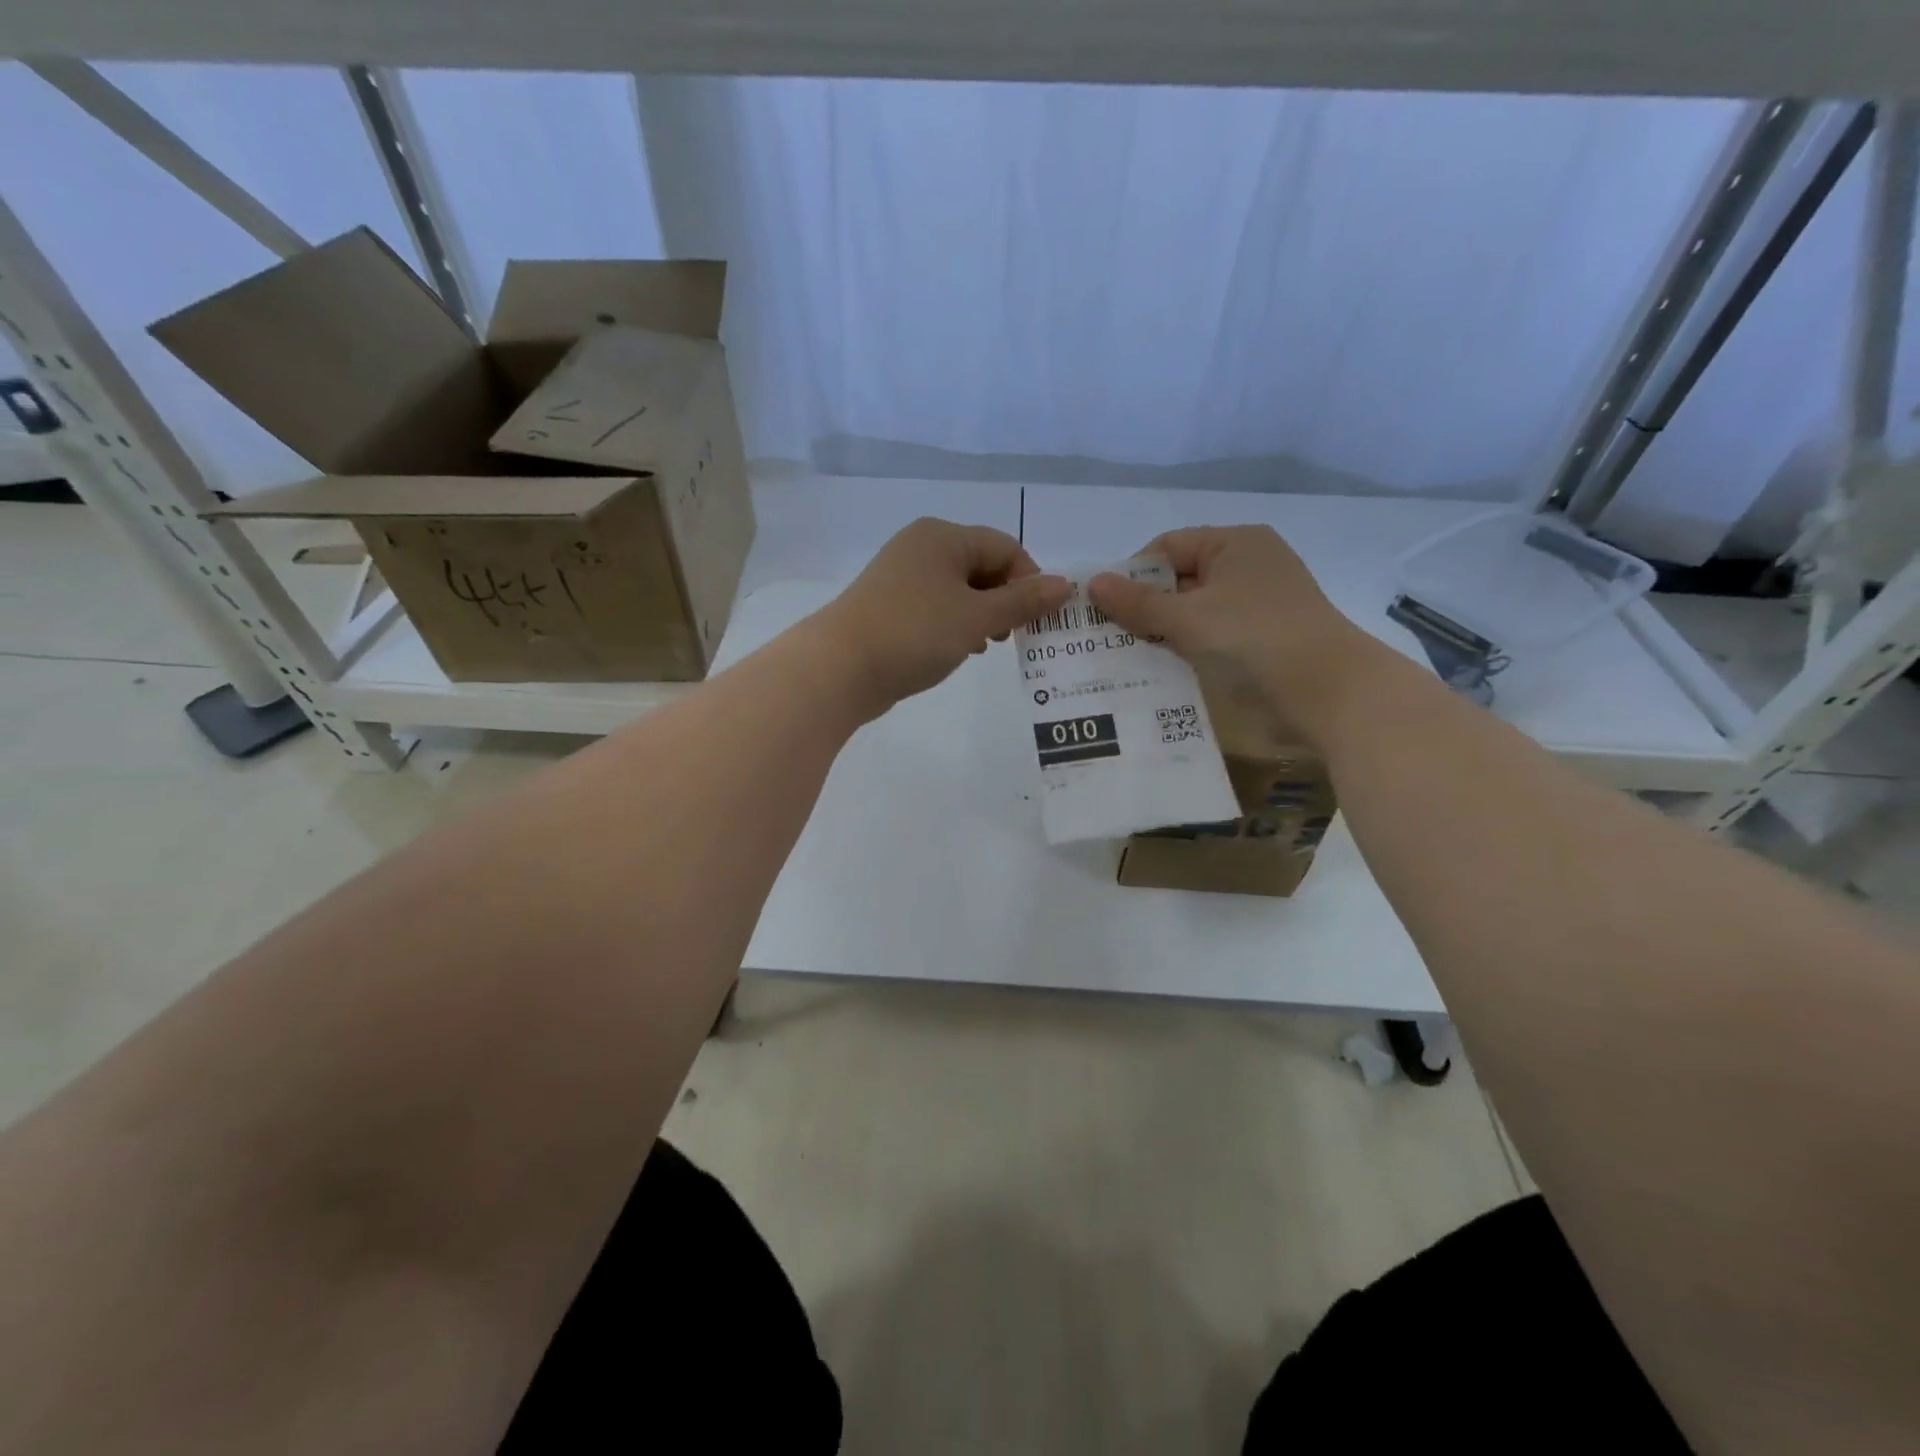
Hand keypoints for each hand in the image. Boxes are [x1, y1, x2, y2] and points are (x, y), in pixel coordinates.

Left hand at [810, 518, 1071, 718]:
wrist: (839, 668)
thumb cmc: (914, 634)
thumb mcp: (977, 618)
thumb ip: (1023, 602)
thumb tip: (1066, 585)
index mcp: (943, 537)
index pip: (1006, 547)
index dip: (1029, 581)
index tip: (1036, 621)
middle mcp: (921, 547)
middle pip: (982, 565)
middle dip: (1005, 600)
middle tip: (1012, 637)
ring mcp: (901, 576)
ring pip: (959, 589)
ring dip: (982, 615)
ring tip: (986, 646)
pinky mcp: (889, 605)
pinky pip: (936, 606)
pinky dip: (955, 624)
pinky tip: (960, 649)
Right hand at [1087, 526, 1381, 739]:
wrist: (1329, 689)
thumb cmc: (1252, 638)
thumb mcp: (1187, 618)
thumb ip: (1138, 603)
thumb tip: (1092, 583)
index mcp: (1233, 542)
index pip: (1167, 546)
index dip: (1132, 574)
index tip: (1105, 608)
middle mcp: (1250, 562)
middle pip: (1181, 576)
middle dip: (1146, 605)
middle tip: (1110, 635)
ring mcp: (1262, 598)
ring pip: (1197, 606)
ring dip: (1166, 628)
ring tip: (1132, 653)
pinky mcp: (1268, 631)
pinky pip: (1216, 628)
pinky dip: (1192, 642)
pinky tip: (1168, 665)